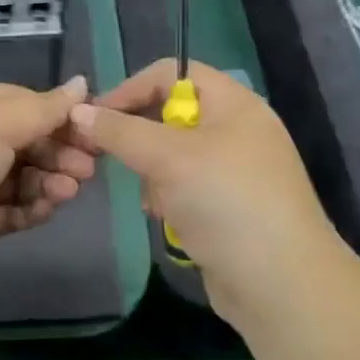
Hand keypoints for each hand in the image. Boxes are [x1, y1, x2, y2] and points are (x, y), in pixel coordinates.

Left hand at [0, 77, 96, 285]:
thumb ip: (44, 107)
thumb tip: (81, 83)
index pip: (21, 102)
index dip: (57, 116)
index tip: (91, 130)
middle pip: (21, 141)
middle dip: (57, 152)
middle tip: (88, 170)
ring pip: (16, 177)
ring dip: (46, 182)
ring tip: (69, 192)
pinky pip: (4, 210)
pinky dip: (28, 208)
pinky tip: (49, 210)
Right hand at [69, 59, 340, 320]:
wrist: (282, 286)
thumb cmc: (226, 202)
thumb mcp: (168, 158)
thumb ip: (120, 131)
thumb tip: (78, 112)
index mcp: (233, 103)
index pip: (172, 73)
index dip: (132, 88)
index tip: (97, 117)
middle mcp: (237, 129)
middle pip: (170, 115)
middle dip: (142, 140)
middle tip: (116, 161)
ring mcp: (235, 171)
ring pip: (173, 156)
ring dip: (156, 177)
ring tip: (157, 202)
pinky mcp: (230, 207)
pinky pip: (186, 188)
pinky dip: (172, 200)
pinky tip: (171, 221)